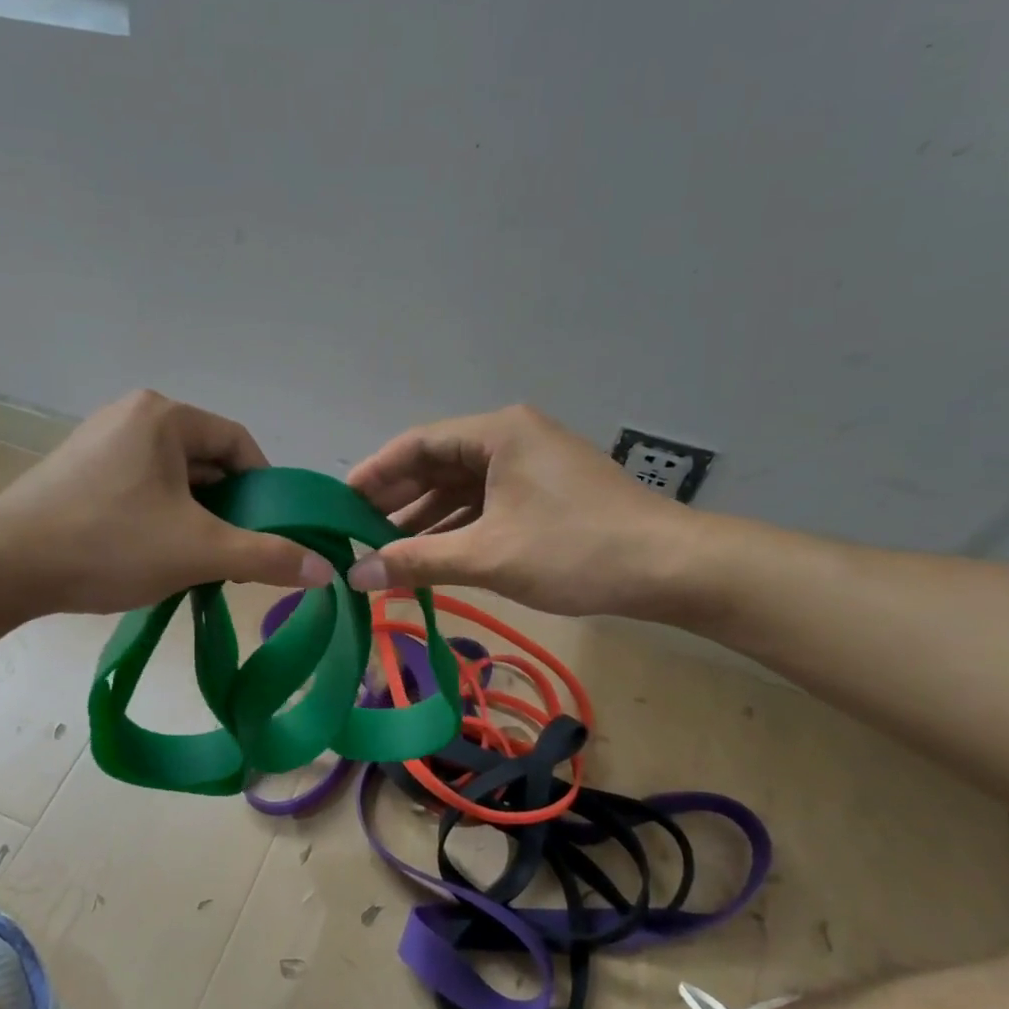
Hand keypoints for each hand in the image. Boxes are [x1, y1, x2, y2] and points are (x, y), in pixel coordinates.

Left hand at [0, 390, 333, 624]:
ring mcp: (99, 442)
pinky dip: (160, 518)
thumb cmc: (108, 545)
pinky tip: (154, 555)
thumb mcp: (199, 552)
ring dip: (195, 518)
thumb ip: (267, 557)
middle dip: (228, 509)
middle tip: (235, 555)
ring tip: (197, 562)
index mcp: (164, 416)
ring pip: (173, 479)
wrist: (0, 567)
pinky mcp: (77, 471)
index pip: (238, 445)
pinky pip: (140, 488)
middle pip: (205, 462)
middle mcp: (131, 416)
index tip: (270, 532)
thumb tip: (324, 571)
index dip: (265, 489)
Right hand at [345, 405, 713, 619]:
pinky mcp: (544, 492)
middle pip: (436, 464)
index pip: (416, 445)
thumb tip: (354, 576)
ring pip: (461, 488)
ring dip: (424, 520)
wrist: (671, 569)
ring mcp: (530, 465)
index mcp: (497, 433)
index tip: (338, 506)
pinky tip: (431, 557)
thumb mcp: (488, 556)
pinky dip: (457, 528)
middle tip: (354, 534)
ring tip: (384, 553)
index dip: (373, 474)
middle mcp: (511, 437)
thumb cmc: (575, 550)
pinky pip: (485, 504)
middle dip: (396, 501)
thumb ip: (416, 561)